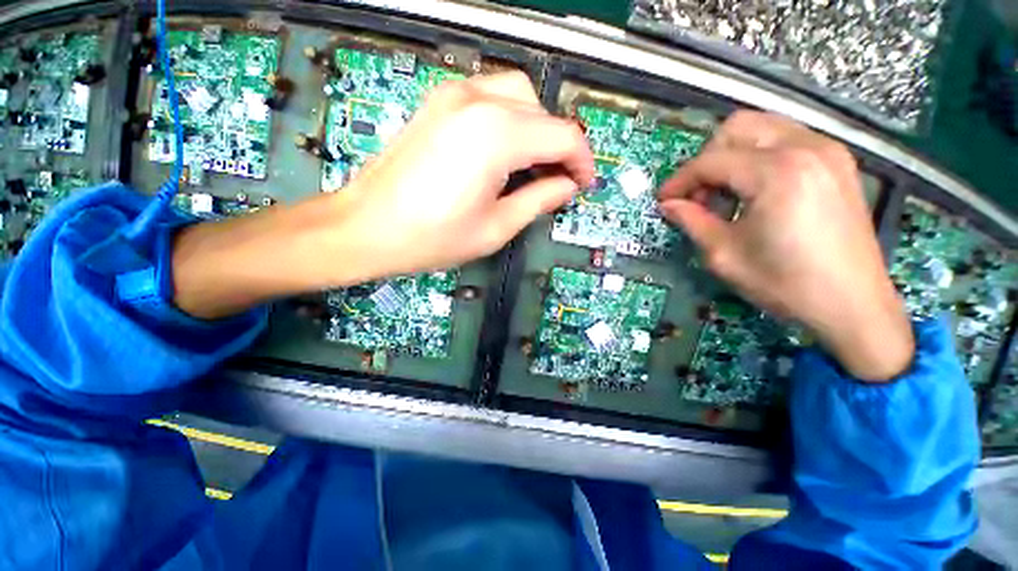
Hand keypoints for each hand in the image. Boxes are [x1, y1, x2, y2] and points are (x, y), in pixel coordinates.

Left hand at [172, 72, 593, 318]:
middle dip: (560, 146)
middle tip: (559, 180)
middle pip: (544, 112)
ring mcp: (454, 95)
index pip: (563, 136)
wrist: (367, 227)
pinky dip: (510, 119)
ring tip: (533, 167)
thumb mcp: (496, 227)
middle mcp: (477, 101)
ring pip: (519, 95)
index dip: (582, 162)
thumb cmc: (431, 237)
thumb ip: (539, 200)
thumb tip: (566, 187)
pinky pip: (491, 97)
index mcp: (496, 136)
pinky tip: (504, 152)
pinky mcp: (439, 102)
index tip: (582, 185)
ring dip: (537, 129)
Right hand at [658, 111, 912, 381]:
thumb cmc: (785, 284)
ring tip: (723, 193)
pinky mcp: (837, 162)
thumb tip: (668, 205)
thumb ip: (691, 221)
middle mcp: (805, 148)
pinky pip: (786, 140)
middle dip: (706, 159)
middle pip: (737, 128)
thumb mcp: (724, 255)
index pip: (710, 161)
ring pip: (762, 129)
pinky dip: (758, 157)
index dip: (679, 180)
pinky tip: (753, 190)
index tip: (664, 200)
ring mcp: (827, 151)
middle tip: (696, 194)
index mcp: (777, 173)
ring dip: (731, 156)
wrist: (853, 304)